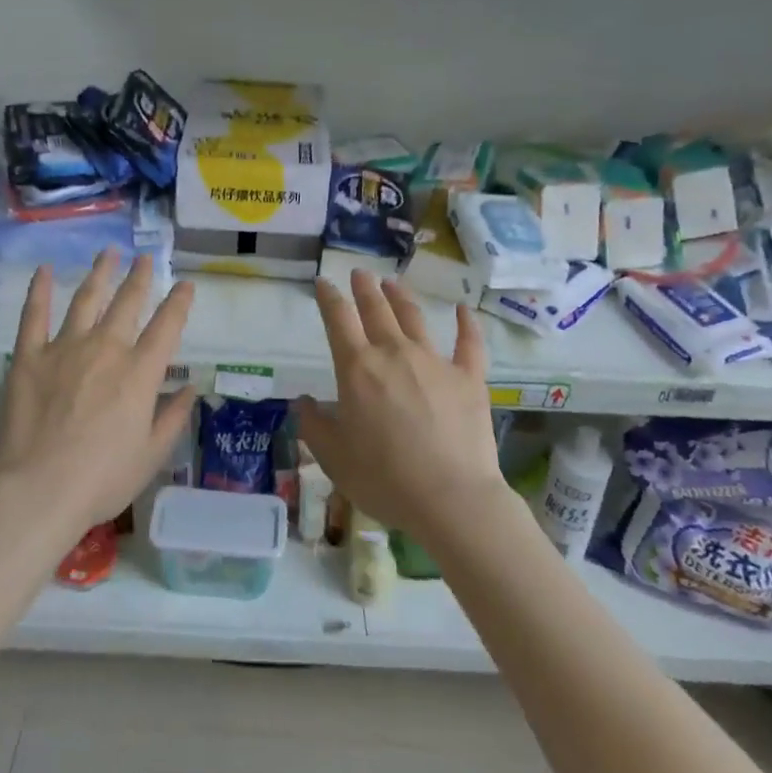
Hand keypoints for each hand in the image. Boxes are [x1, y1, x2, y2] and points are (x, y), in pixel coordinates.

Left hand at [0, 251, 197, 533]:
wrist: (40, 489)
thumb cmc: (102, 479)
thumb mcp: (152, 455)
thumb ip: (173, 417)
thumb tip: (191, 388)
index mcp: (140, 372)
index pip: (168, 325)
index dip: (179, 302)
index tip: (186, 284)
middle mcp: (107, 348)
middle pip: (128, 302)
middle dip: (139, 277)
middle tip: (144, 258)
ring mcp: (66, 348)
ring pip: (87, 298)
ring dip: (100, 273)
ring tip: (108, 252)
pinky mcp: (30, 356)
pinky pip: (34, 315)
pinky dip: (39, 290)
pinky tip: (43, 269)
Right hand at [295, 271, 510, 547]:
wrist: (451, 499)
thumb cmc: (384, 479)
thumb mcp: (334, 458)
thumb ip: (314, 426)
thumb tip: (302, 402)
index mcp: (357, 368)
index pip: (338, 320)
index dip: (328, 297)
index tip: (323, 283)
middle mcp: (394, 353)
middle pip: (376, 310)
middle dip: (364, 288)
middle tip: (359, 274)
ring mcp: (434, 362)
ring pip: (414, 318)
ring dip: (400, 297)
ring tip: (392, 283)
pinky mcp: (468, 377)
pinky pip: (468, 343)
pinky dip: (466, 323)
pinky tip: (463, 309)